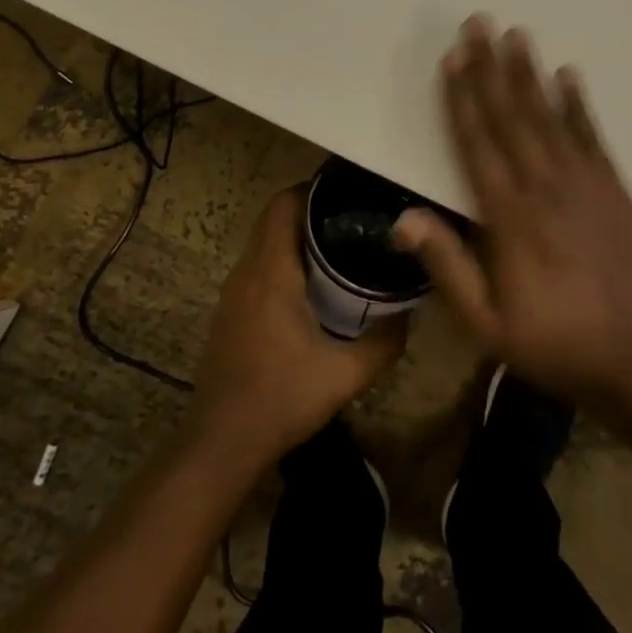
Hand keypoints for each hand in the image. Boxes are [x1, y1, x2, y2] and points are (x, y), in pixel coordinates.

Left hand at [190, 187, 404, 471]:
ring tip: (340, 243)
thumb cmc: (281, 399)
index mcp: (272, 272)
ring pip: (265, 240)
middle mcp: (247, 271)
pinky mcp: (229, 310)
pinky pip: (258, 264)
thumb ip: (385, 341)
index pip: (284, 204)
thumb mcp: (346, 374)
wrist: (221, 444)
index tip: (349, 191)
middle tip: (355, 217)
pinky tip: (313, 284)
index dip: (314, 189)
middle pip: (275, 217)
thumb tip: (410, 313)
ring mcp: (233, 291)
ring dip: (296, 234)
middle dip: (311, 209)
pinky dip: (284, 258)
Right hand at [394, 16, 631, 407]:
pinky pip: (591, 135)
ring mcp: (584, 182)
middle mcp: (544, 185)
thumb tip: (402, 218)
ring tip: (518, 35)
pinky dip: (578, 103)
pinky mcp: (614, 188)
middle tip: (481, 23)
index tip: (454, 57)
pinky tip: (569, 76)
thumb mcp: (487, 323)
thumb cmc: (557, 343)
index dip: (463, 97)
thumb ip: (447, 266)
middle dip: (491, 67)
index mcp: (508, 216)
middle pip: (512, 115)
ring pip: (549, 116)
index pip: (477, 142)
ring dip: (530, 73)